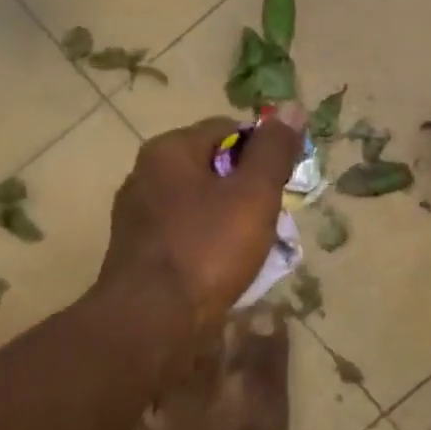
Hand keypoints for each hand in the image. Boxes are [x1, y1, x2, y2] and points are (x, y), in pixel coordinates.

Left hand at [95, 107, 304, 362]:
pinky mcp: (139, 252)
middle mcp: (145, 174)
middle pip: (213, 167)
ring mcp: (138, 216)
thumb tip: (292, 107)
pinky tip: (226, 267)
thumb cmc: (207, 249)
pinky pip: (186, 233)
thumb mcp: (254, 194)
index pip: (228, 129)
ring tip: (255, 246)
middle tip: (273, 217)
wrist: (151, 322)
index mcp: (169, 150)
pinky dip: (210, 242)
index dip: (264, 151)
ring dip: (231, 218)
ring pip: (200, 203)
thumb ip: (274, 151)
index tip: (284, 182)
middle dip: (248, 188)